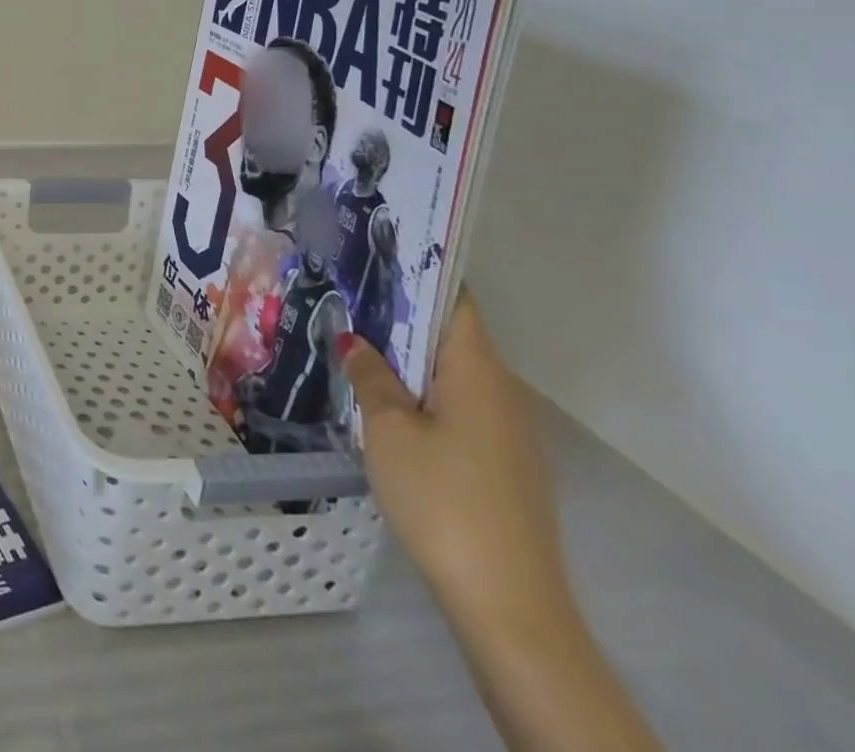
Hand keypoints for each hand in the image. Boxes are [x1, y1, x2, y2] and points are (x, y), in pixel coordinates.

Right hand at [338, 291, 571, 632]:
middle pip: (451, 333)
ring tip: (353, 339)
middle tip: (346, 292)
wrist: (508, 604)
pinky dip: (420, 390)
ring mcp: (506, 431)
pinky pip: (456, 405)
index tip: (375, 250)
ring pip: (450, 372)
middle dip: (401, 312)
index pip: (454, 300)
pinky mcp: (500, 463)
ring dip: (407, 355)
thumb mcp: (388, 429)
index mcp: (478, 371)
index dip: (418, 271)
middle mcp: (501, 391)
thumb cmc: (443, 498)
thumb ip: (370, 376)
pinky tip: (382, 399)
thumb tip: (356, 340)